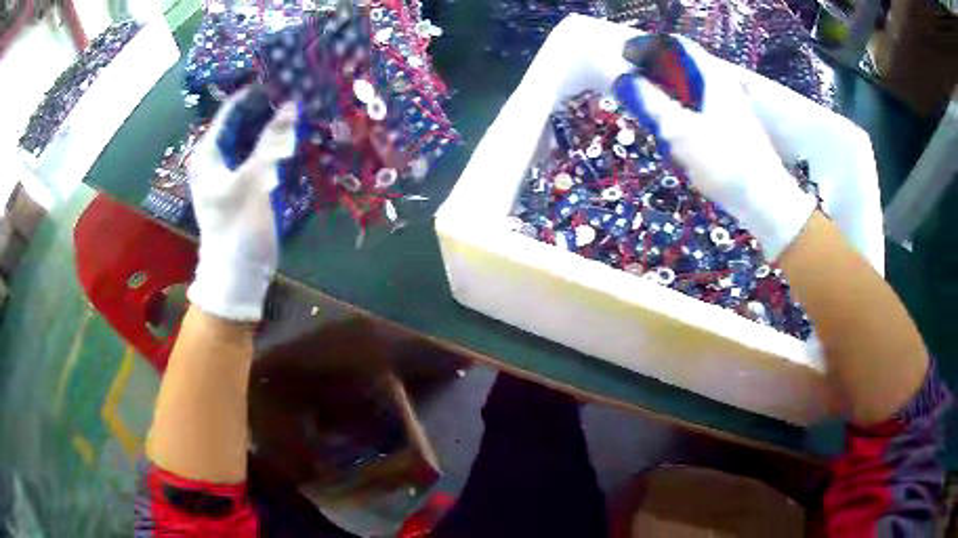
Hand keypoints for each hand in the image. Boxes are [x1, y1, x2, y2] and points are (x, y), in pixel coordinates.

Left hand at [187, 86, 296, 321]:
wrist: (238, 274)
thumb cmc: (237, 227)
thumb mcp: (252, 181)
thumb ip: (271, 141)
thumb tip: (291, 104)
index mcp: (209, 152)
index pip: (231, 109)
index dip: (256, 92)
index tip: (284, 79)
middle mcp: (217, 156)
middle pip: (243, 122)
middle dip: (267, 108)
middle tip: (297, 93)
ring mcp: (231, 170)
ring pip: (252, 137)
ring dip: (273, 125)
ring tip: (300, 109)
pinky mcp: (244, 183)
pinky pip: (259, 154)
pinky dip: (274, 145)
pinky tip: (293, 137)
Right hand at [612, 35, 815, 259]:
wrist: (763, 200)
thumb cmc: (723, 161)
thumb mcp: (679, 129)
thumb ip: (650, 100)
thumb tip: (625, 79)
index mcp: (711, 75)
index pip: (674, 46)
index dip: (648, 50)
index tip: (626, 64)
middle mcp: (721, 85)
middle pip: (681, 69)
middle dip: (656, 81)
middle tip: (639, 100)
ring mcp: (728, 108)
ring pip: (689, 94)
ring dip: (669, 105)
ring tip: (659, 128)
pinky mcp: (731, 129)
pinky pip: (699, 114)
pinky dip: (683, 122)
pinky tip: (679, 146)